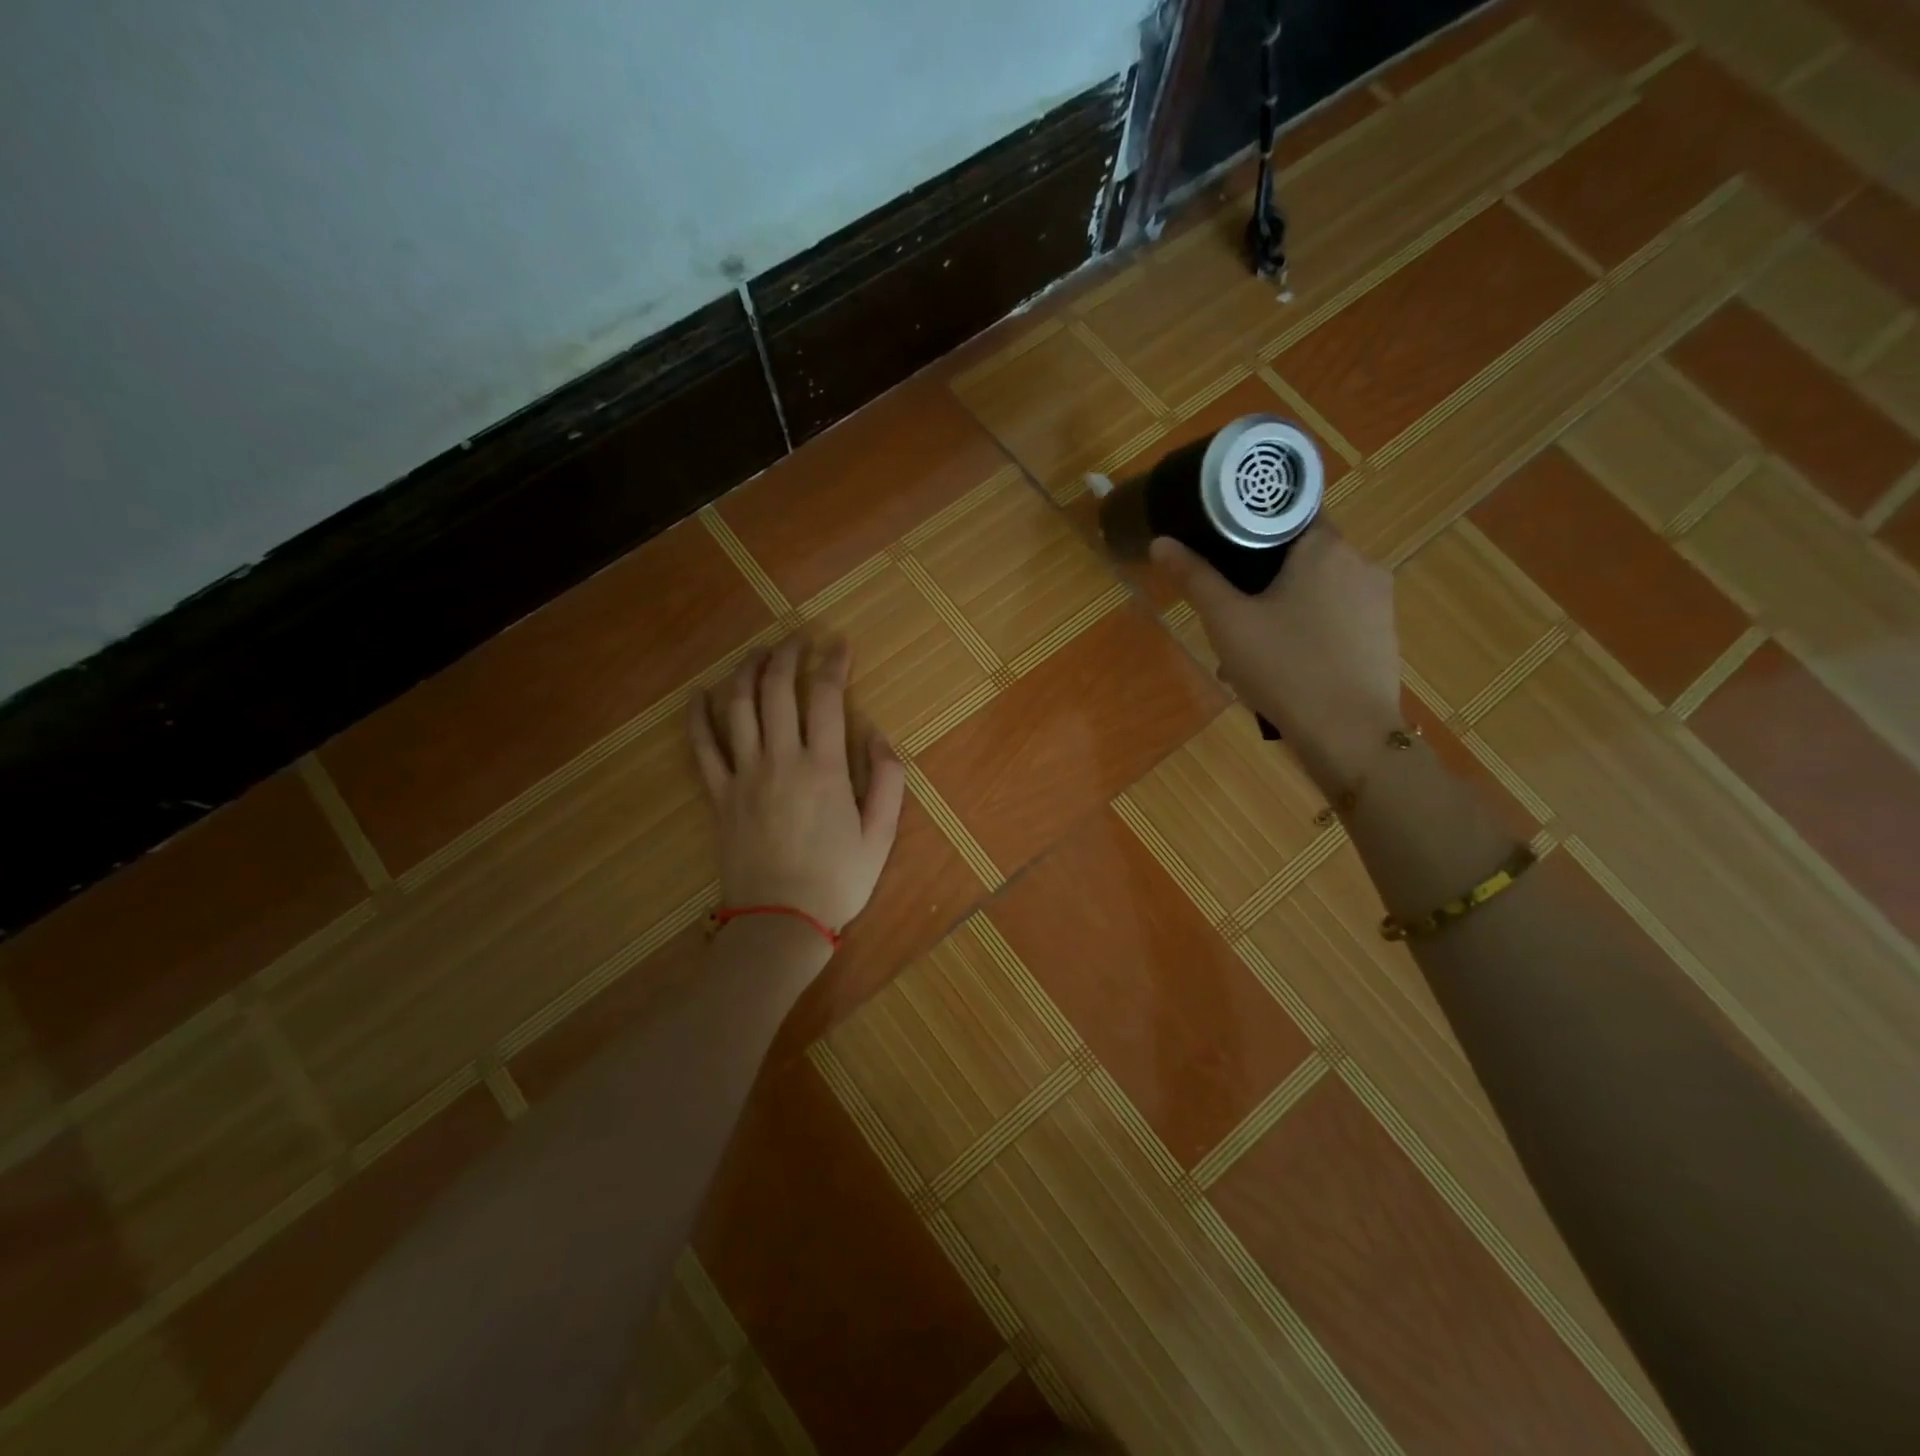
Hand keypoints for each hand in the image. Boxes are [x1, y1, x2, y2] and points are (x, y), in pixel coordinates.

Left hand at [689, 635, 905, 939]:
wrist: (780, 921)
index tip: (839, 644)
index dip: (833, 662)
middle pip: (778, 689)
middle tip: (796, 638)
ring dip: (747, 672)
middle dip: (787, 655)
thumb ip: (887, 779)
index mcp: (825, 767)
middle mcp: (781, 759)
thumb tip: (876, 732)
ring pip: (739, 707)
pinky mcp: (719, 794)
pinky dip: (698, 716)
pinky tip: (699, 694)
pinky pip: (702, 747)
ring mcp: (744, 775)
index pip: (826, 696)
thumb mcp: (881, 834)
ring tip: (758, 653)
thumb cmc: (838, 880)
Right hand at [1150, 527, 1402, 792]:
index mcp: (1325, 548)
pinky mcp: (1384, 634)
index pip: (1289, 511)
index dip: (1253, 524)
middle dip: (1264, 576)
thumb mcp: (1228, 623)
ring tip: (1252, 644)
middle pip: (1302, 552)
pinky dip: (1309, 628)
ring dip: (1285, 605)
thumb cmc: (1285, 669)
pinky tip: (1286, 663)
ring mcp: (1379, 600)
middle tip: (1230, 608)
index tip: (1223, 545)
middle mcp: (1361, 563)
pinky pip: (1337, 617)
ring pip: (1319, 588)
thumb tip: (1161, 541)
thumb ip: (1195, 578)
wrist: (1350, 736)